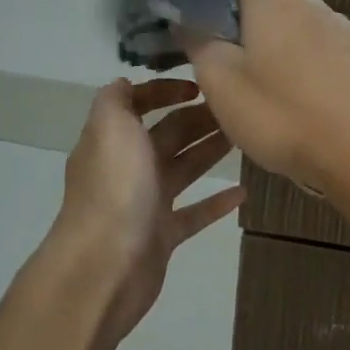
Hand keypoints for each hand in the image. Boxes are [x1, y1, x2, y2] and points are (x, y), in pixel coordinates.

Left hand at [46, 78, 242, 345]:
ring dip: (210, 151)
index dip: (164, 91)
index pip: (138, 104)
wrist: (104, 266)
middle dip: (198, 118)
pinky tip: (243, 192)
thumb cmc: (114, 188)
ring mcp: (145, 203)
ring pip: (184, 169)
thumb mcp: (109, 127)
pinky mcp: (162, 235)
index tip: (200, 86)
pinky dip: (216, 202)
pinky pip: (194, 213)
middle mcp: (127, 168)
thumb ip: (116, 99)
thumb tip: (126, 82)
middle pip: (168, 135)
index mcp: (112, 139)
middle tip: (237, 108)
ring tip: (244, 136)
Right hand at [182, 0, 349, 195]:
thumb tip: (185, 16)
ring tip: (254, 82)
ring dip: (266, 41)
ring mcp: (337, 25)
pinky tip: (293, 94)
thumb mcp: (220, 82)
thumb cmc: (281, 114)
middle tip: (213, 59)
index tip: (186, 18)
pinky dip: (296, 58)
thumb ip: (197, 40)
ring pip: (288, 22)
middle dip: (234, 20)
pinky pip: (314, 45)